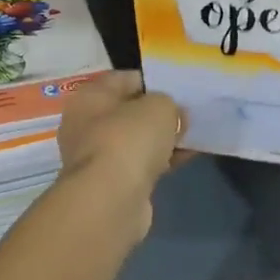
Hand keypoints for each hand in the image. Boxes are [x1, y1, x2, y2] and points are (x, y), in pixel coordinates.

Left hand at [56, 72, 184, 244]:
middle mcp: (86, 124)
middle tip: (187, 114)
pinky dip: (161, 160)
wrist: (111, 200)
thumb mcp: (158, 107)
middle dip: (158, 113)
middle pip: (128, 111)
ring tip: (193, 136)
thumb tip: (174, 115)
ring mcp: (97, 157)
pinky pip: (141, 164)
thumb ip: (169, 103)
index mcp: (90, 97)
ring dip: (162, 139)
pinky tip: (187, 157)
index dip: (152, 81)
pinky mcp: (111, 184)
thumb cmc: (129, 139)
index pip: (123, 79)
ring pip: (135, 140)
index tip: (178, 88)